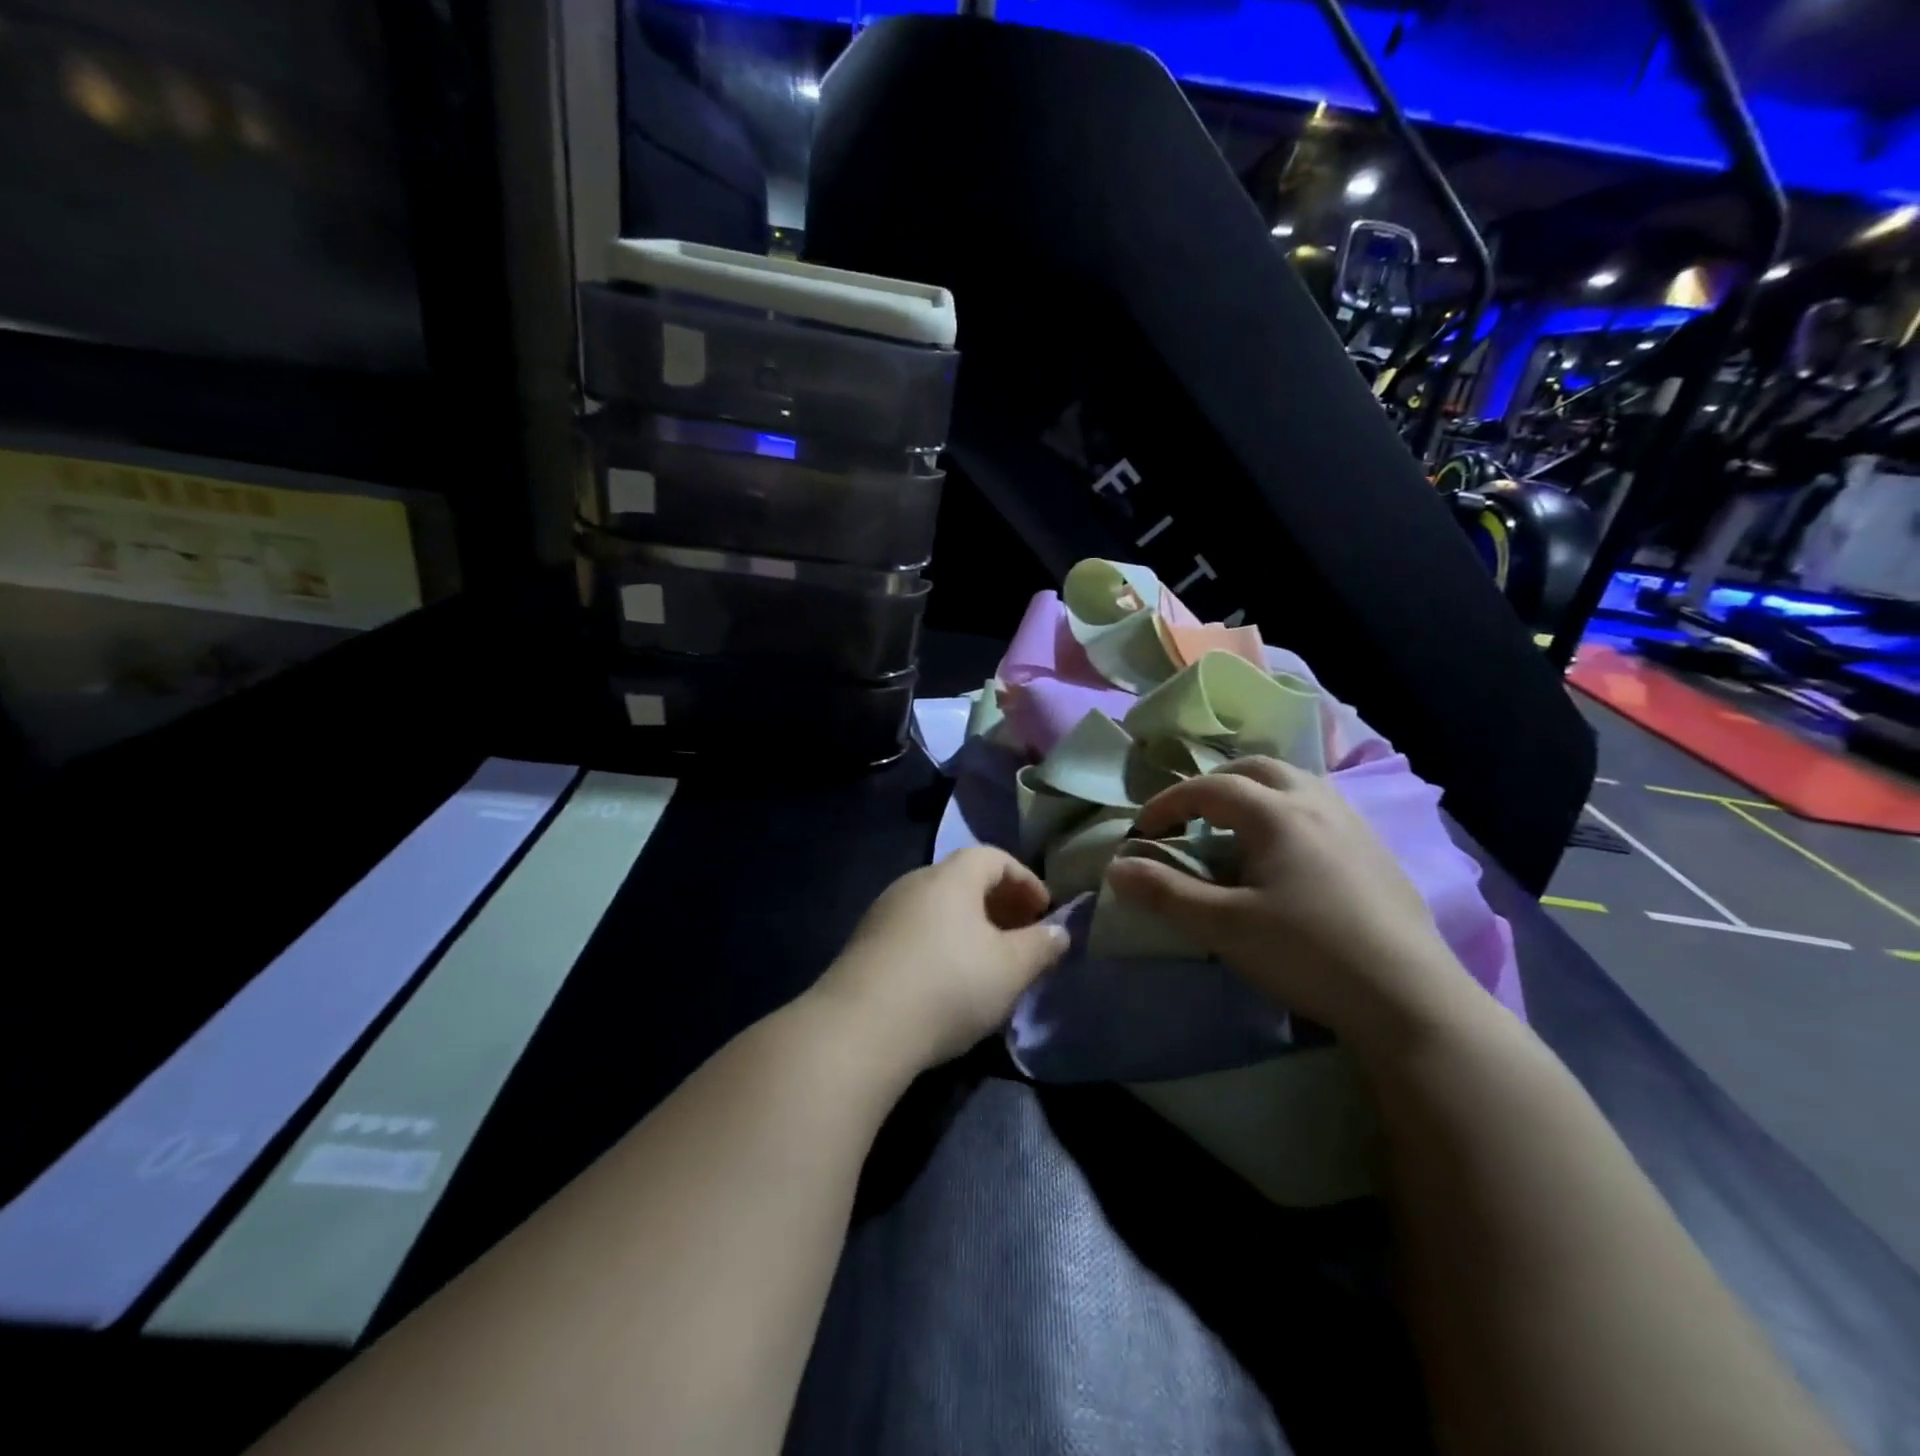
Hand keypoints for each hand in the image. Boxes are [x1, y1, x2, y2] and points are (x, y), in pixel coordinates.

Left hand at [813, 848, 1070, 1073]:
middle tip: (1021, 936)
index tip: (1044, 912)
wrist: (861, 1027)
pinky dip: (941, 942)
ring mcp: (884, 911)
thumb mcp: (1010, 969)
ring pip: (938, 907)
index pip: (993, 857)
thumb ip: (1041, 946)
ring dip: (969, 926)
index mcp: (951, 877)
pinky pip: (915, 929)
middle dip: (998, 904)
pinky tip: (947, 980)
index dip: (1025, 880)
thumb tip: (1059, 932)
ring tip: (988, 961)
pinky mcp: (865, 943)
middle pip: (964, 879)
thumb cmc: (949, 985)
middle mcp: (915, 882)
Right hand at [1104, 758, 1469, 1047]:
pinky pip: (1322, 808)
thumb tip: (1116, 868)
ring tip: (1236, 828)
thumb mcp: (1223, 926)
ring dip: (1256, 792)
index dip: (1169, 803)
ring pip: (1296, 783)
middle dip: (1214, 784)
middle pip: (1257, 768)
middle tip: (1190, 816)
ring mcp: (1354, 825)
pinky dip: (1289, 811)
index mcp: (1277, 814)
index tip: (1143, 829)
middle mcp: (1317, 804)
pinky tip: (1289, 854)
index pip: (1210, 788)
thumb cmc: (1307, 954)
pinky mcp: (1377, 851)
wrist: (1408, 998)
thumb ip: (1166, 893)